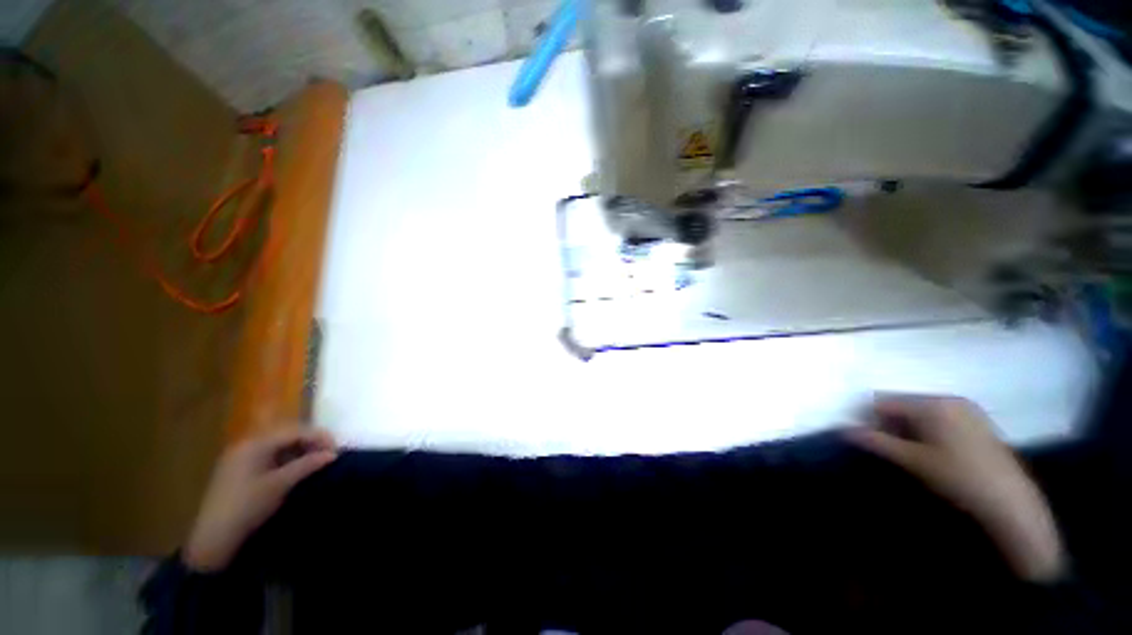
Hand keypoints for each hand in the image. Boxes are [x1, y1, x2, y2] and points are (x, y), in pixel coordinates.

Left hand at [184, 427, 337, 572]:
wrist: (213, 539)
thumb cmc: (247, 507)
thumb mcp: (280, 485)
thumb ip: (307, 465)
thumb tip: (333, 453)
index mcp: (255, 444)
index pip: (294, 431)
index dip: (318, 437)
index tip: (337, 449)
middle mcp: (247, 444)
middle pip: (287, 434)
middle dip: (311, 441)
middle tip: (329, 454)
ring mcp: (241, 457)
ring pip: (279, 445)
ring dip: (300, 450)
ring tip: (316, 461)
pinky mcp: (240, 470)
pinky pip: (270, 455)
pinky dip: (287, 458)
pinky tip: (297, 468)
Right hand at [846, 394, 1065, 582]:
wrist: (1009, 501)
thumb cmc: (956, 477)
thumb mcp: (912, 460)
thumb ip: (876, 442)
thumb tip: (844, 430)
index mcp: (932, 404)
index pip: (885, 401)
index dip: (871, 418)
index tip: (872, 440)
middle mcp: (949, 399)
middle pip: (904, 404)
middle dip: (892, 423)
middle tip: (894, 449)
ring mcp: (967, 409)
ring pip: (922, 411)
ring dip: (910, 428)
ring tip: (915, 453)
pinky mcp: (978, 421)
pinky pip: (941, 417)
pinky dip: (929, 429)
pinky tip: (936, 451)